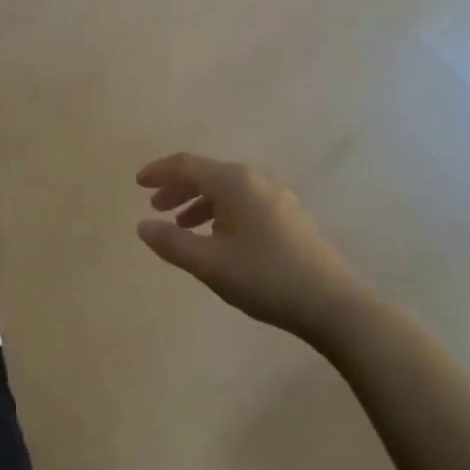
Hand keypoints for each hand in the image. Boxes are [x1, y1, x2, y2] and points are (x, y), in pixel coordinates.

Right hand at [136, 154, 367, 346]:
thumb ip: (171, 242)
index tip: (137, 183)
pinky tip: (218, 238)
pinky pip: (244, 203)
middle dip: (178, 188)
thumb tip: (142, 226)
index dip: (159, 172)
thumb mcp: (209, 263)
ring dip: (199, 202)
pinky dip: (221, 212)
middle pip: (207, 174)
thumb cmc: (264, 277)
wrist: (332, 303)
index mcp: (234, 182)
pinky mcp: (290, 217)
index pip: (187, 165)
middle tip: (155, 207)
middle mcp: (255, 180)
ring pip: (227, 190)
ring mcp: (277, 197)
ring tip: (182, 225)